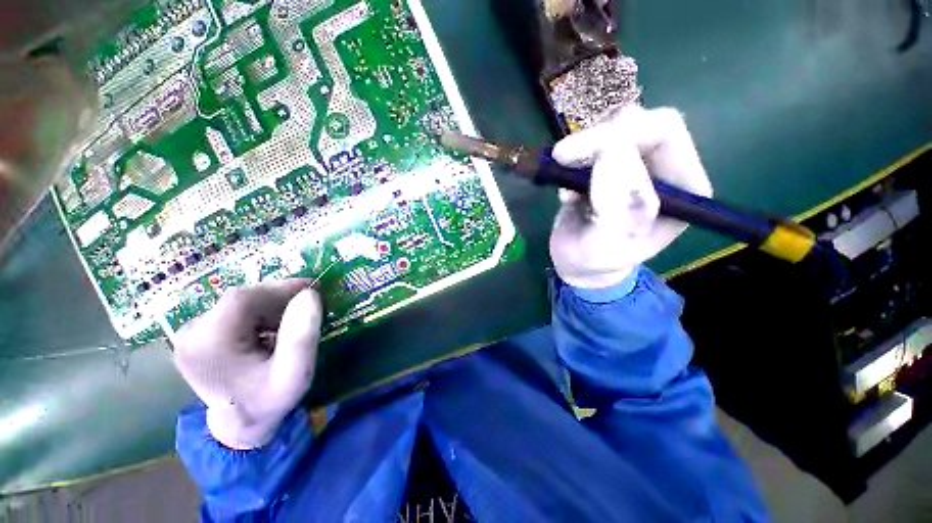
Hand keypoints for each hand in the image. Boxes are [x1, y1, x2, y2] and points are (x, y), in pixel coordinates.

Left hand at [173, 280, 322, 449]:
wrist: (241, 424)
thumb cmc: (270, 401)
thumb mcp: (296, 374)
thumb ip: (303, 336)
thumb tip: (310, 294)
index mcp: (209, 344)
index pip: (244, 299)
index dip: (281, 288)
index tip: (313, 289)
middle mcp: (191, 334)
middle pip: (241, 299)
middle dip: (279, 298)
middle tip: (308, 306)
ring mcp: (190, 333)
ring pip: (239, 303)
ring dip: (271, 305)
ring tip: (293, 320)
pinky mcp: (197, 334)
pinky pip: (234, 310)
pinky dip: (260, 312)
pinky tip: (273, 327)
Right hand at [549, 106, 711, 288]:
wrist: (578, 264)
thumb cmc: (595, 260)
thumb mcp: (606, 245)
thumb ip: (617, 207)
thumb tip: (612, 152)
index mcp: (683, 187)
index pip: (664, 132)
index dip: (620, 135)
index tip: (575, 157)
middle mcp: (665, 168)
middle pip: (639, 121)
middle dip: (596, 137)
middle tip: (562, 157)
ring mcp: (636, 163)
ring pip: (612, 127)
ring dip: (581, 149)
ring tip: (565, 185)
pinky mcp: (609, 164)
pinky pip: (591, 142)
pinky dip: (572, 159)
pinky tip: (567, 191)